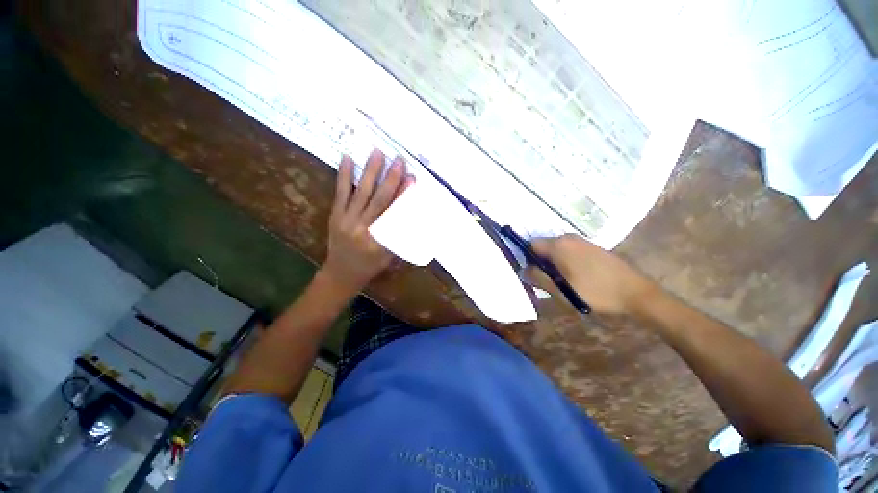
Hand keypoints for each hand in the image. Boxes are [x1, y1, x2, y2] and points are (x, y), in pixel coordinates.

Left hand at [319, 149, 412, 295]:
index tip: (412, 179)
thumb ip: (399, 235)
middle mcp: (362, 228)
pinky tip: (347, 158)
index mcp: (378, 241)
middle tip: (399, 160)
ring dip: (370, 171)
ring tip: (377, 152)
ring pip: (361, 192)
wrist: (341, 273)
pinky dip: (344, 175)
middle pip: (379, 200)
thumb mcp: (389, 256)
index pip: (394, 214)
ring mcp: (346, 220)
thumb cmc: (370, 266)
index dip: (403, 195)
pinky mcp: (335, 215)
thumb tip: (411, 211)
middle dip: (391, 179)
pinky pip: (341, 193)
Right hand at [527, 234, 658, 315]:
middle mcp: (568, 237)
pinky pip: (569, 251)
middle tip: (548, 282)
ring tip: (563, 282)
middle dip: (541, 263)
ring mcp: (582, 241)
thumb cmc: (594, 292)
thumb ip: (538, 278)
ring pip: (556, 250)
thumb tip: (523, 270)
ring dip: (553, 264)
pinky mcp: (592, 247)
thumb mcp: (560, 290)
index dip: (527, 259)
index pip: (531, 244)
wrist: (636, 292)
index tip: (533, 274)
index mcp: (558, 245)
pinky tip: (576, 277)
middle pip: (543, 247)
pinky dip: (566, 262)